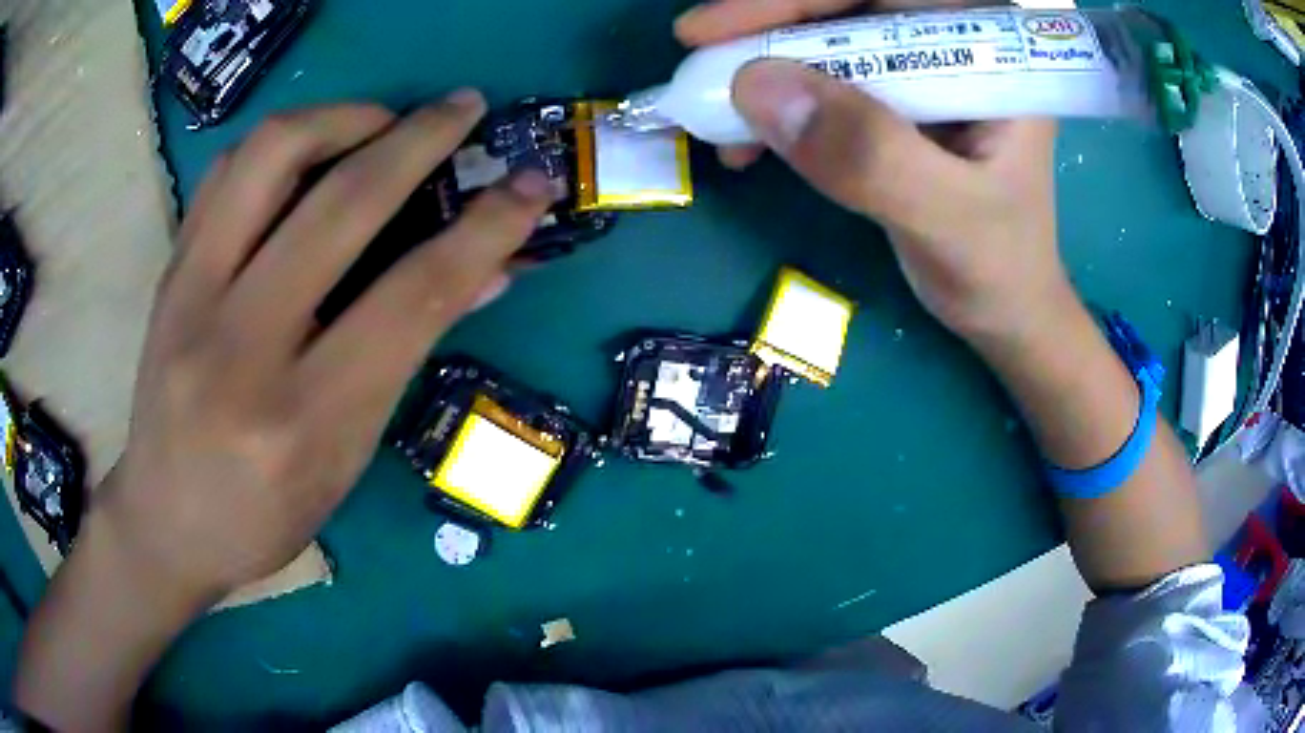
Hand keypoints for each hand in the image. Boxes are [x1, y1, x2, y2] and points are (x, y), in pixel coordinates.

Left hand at [98, 93, 553, 602]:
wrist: (165, 523)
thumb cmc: (263, 517)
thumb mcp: (346, 459)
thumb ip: (406, 357)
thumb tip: (484, 275)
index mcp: (303, 420)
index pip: (413, 297)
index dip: (487, 228)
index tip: (531, 187)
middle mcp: (241, 348)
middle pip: (344, 205)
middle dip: (422, 138)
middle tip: (464, 107)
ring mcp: (191, 300)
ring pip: (271, 156)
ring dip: (345, 116)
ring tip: (383, 121)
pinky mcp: (168, 273)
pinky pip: (227, 172)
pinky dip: (283, 142)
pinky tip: (312, 150)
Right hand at [676, 0, 1066, 342]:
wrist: (1006, 310)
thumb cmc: (998, 268)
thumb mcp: (947, 217)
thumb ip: (871, 154)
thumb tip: (756, 85)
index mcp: (989, 52)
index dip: (795, 1)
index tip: (711, 30)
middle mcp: (954, 48)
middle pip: (846, 10)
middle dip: (768, 31)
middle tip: (697, 62)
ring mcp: (923, 75)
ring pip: (826, 43)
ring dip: (764, 72)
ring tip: (715, 120)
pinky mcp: (897, 106)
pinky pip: (825, 86)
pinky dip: (779, 108)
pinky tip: (748, 142)